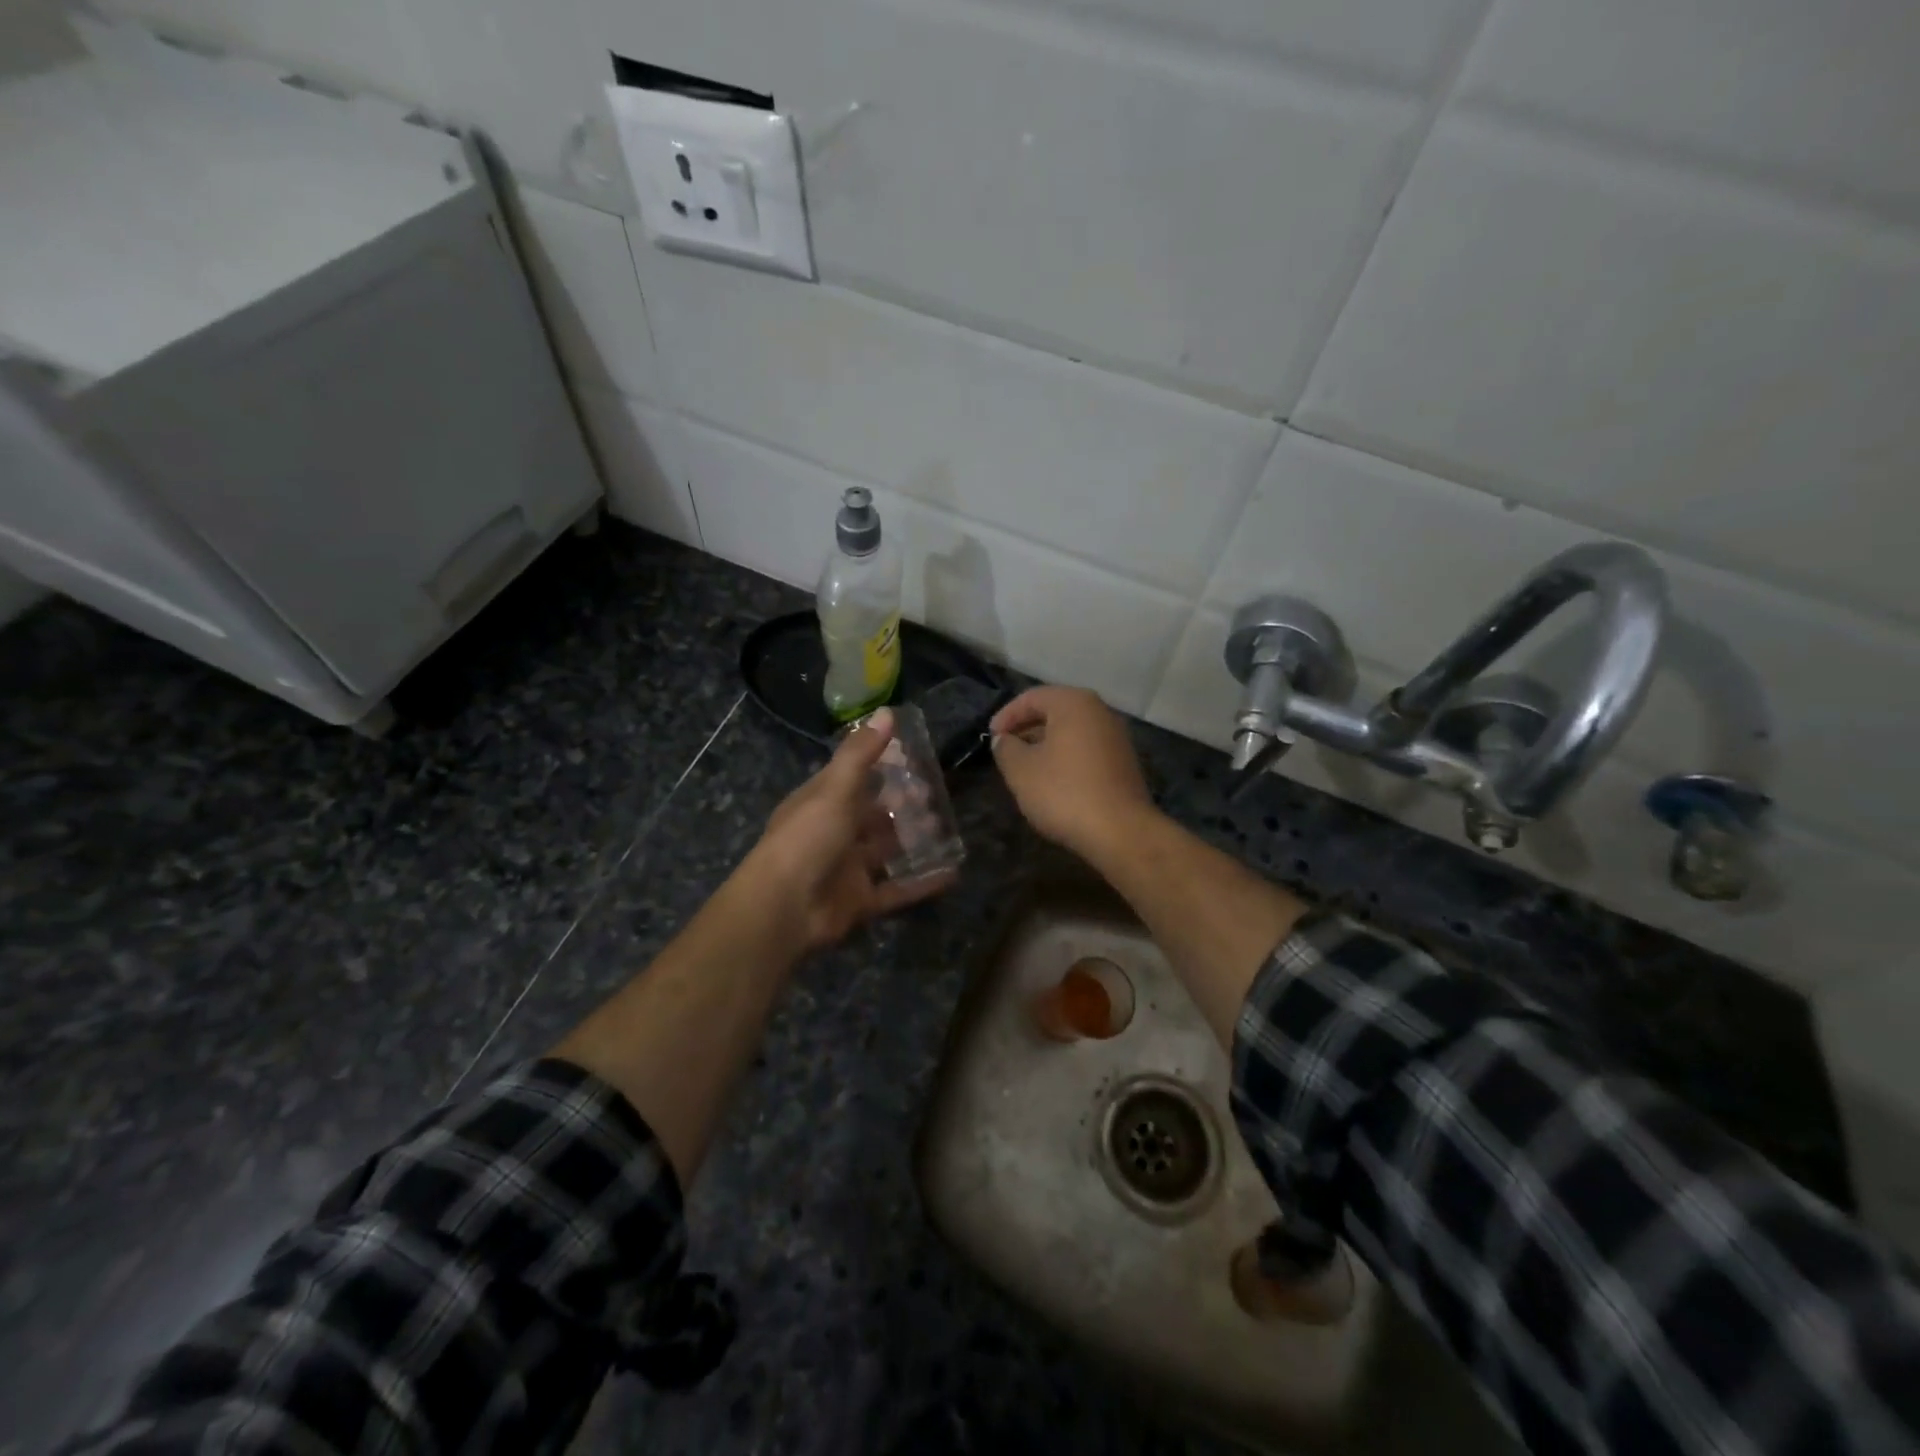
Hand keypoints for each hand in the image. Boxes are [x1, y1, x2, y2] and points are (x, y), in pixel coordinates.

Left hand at [741, 707, 956, 953]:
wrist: (784, 909)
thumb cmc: (807, 838)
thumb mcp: (835, 788)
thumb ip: (861, 753)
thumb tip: (887, 712)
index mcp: (820, 802)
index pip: (852, 779)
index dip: (880, 768)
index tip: (914, 758)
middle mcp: (833, 833)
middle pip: (872, 816)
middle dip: (902, 807)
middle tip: (936, 796)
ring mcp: (846, 869)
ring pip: (886, 851)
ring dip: (913, 842)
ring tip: (947, 829)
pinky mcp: (859, 901)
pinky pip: (897, 890)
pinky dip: (922, 883)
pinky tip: (951, 873)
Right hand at [989, 686, 1156, 860]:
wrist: (1121, 832)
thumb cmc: (1064, 793)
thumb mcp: (1021, 770)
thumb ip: (1006, 748)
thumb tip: (1004, 740)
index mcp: (1074, 703)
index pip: (1032, 697)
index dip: (1006, 715)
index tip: (991, 737)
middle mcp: (1099, 711)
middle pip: (1055, 711)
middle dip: (1026, 728)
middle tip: (1005, 750)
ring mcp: (1116, 736)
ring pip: (1071, 731)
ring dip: (1045, 744)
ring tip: (1025, 767)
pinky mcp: (1124, 761)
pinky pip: (1086, 749)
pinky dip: (1065, 757)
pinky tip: (1053, 780)